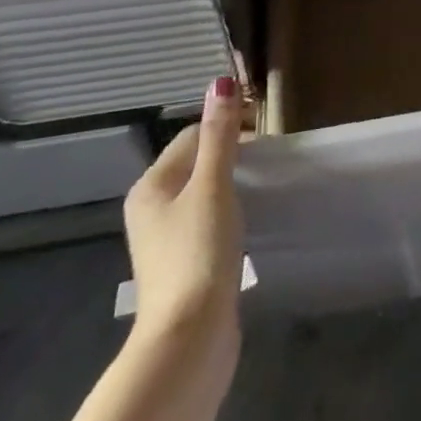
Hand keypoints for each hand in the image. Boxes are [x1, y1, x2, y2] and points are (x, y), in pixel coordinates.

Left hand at [122, 76, 244, 381]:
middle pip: (195, 162)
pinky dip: (228, 209)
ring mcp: (165, 239)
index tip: (268, 133)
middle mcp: (150, 208)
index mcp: (151, 185)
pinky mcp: (183, 263)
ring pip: (202, 191)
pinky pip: (207, 218)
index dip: (228, 126)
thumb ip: (220, 136)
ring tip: (263, 185)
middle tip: (270, 158)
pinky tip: (248, 220)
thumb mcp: (213, 187)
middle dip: (230, 152)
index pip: (192, 135)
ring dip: (231, 181)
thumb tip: (220, 82)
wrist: (189, 338)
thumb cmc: (198, 253)